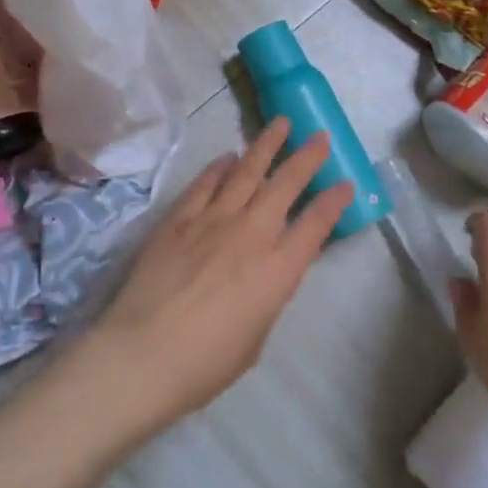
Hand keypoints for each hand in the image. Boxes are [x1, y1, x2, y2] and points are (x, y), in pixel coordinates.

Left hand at [76, 118, 353, 442]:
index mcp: (278, 270)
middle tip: (320, 136)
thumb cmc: (205, 363)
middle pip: (285, 184)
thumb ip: (266, 295)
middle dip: (307, 157)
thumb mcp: (255, 336)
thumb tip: (263, 273)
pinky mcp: (179, 218)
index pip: (316, 224)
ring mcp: (212, 220)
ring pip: (246, 171)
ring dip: (266, 145)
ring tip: (280, 124)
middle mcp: (251, 234)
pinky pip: (205, 183)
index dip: (334, 201)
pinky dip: (219, 167)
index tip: (346, 183)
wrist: (142, 353)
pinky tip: (228, 156)